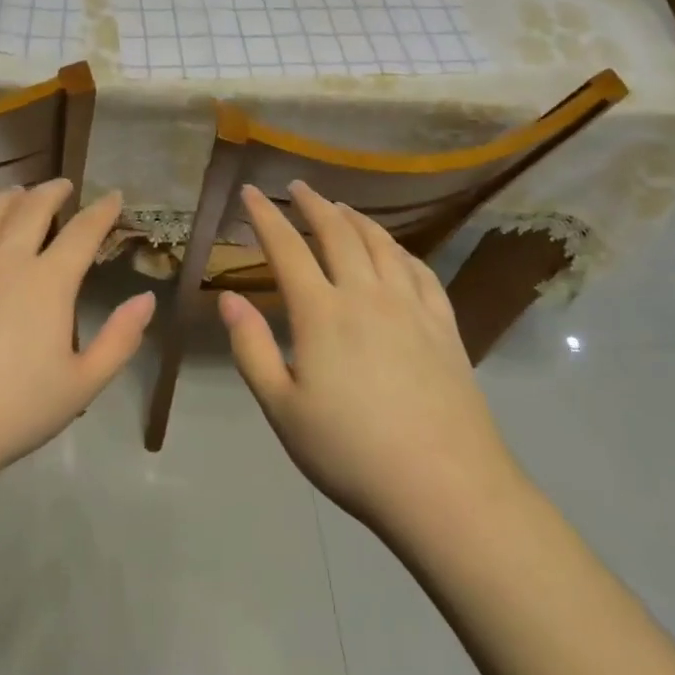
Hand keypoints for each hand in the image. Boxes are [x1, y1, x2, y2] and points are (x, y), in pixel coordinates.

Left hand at [0, 180, 153, 485]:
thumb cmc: (13, 412)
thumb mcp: (82, 384)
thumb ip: (120, 339)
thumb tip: (147, 298)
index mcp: (48, 282)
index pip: (83, 231)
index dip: (101, 210)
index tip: (113, 196)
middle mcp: (5, 260)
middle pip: (32, 209)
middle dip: (52, 192)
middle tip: (62, 186)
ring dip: (7, 198)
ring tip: (17, 192)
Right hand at [219, 181, 517, 533]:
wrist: (445, 488)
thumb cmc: (351, 452)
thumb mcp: (282, 409)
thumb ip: (252, 348)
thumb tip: (229, 297)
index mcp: (321, 313)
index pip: (287, 248)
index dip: (265, 215)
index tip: (251, 191)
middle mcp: (366, 294)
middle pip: (337, 232)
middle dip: (313, 204)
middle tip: (298, 187)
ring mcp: (411, 306)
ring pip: (381, 243)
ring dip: (356, 218)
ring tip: (341, 208)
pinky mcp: (445, 325)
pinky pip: (420, 270)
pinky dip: (400, 249)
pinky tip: (395, 250)